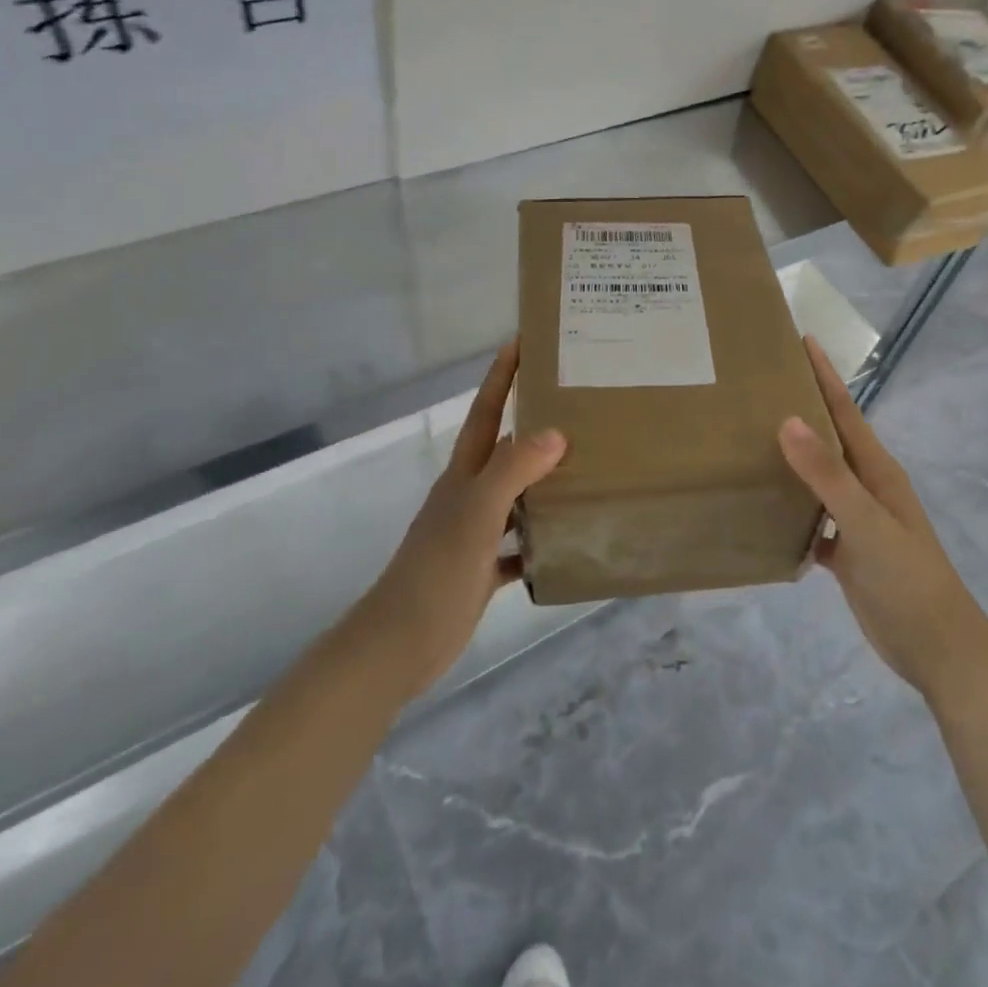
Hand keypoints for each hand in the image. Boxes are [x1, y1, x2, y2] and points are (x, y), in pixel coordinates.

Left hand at [351, 342, 565, 700]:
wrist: (399, 645)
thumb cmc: (436, 572)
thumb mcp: (476, 514)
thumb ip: (513, 471)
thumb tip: (556, 431)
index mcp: (464, 474)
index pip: (486, 412)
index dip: (501, 376)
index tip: (523, 341)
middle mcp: (470, 495)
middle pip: (505, 448)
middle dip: (534, 422)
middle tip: (578, 403)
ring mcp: (475, 532)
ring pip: (517, 495)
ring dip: (545, 480)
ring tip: (588, 464)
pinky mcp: (482, 568)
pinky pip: (520, 544)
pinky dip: (542, 538)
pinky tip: (571, 537)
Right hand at [778, 337, 987, 706]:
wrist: (938, 650)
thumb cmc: (907, 579)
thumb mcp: (866, 522)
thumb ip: (828, 474)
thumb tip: (788, 419)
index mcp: (877, 471)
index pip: (846, 411)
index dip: (825, 376)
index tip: (800, 341)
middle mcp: (867, 488)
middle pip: (830, 439)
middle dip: (803, 408)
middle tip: (760, 384)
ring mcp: (856, 521)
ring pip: (819, 478)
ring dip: (793, 458)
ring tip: (750, 437)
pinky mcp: (846, 552)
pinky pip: (811, 519)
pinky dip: (789, 511)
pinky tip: (761, 510)